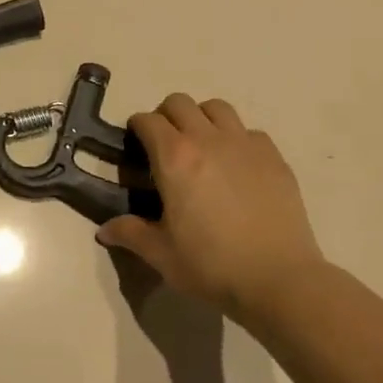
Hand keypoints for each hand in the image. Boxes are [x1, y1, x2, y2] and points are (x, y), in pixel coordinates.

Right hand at [97, 94, 324, 321]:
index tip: (134, 146)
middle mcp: (208, 140)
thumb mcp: (161, 254)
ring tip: (200, 147)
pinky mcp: (275, 158)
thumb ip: (130, 234)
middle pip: (180, 103)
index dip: (136, 128)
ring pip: (217, 108)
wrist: (279, 279)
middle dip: (166, 116)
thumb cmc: (211, 265)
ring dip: (201, 118)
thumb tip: (104, 231)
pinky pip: (249, 131)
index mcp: (174, 158)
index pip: (148, 121)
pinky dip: (236, 138)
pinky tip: (236, 166)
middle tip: (164, 145)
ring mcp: (245, 145)